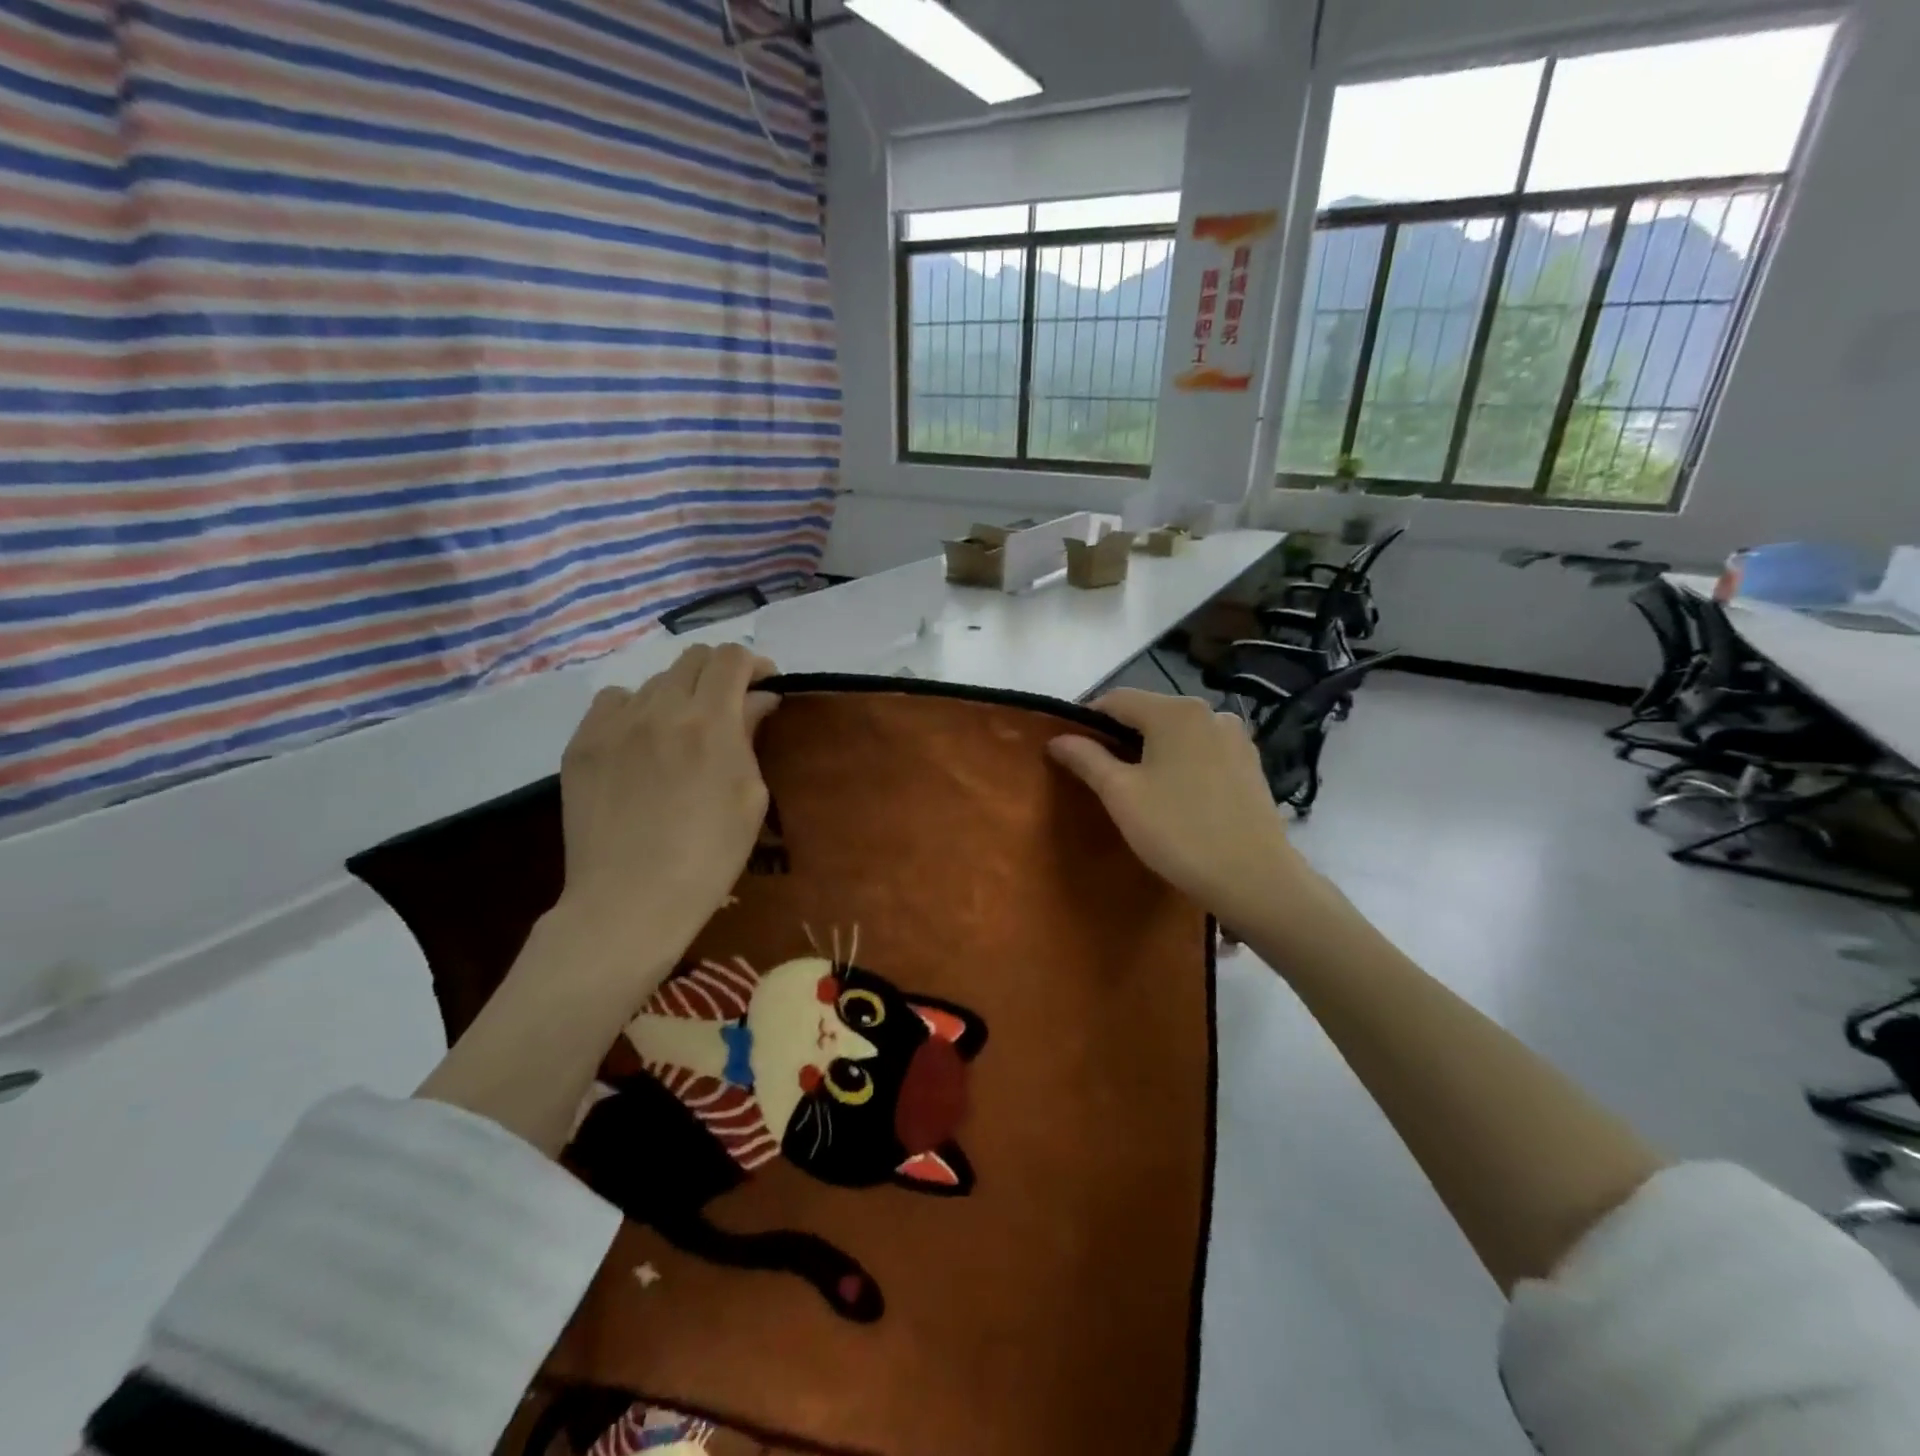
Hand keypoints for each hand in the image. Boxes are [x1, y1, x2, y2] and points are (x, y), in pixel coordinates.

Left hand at [557, 643, 779, 965]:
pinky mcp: (581, 744)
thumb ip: (751, 736)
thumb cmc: (709, 856)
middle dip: (719, 672)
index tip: (764, 683)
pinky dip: (635, 709)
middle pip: (693, 658)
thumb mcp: (750, 797)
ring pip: (654, 681)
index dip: (754, 663)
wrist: (630, 900)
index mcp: (710, 722)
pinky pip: (612, 702)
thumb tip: (758, 700)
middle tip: (729, 704)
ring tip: (682, 729)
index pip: (732, 659)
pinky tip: (640, 740)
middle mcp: (660, 709)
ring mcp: (614, 724)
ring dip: (679, 693)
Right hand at [1047, 689, 1304, 925]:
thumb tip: (1057, 738)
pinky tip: (1172, 793)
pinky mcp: (1249, 763)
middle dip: (1118, 736)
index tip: (1068, 748)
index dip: (1085, 719)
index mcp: (1175, 710)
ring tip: (1133, 785)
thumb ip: (1086, 758)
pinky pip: (1201, 750)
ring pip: (1176, 733)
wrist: (1254, 879)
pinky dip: (1179, 761)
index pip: (1115, 699)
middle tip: (1095, 771)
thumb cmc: (1178, 832)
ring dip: (1149, 749)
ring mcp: (1235, 736)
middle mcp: (1208, 711)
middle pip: (1148, 712)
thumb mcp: (1121, 794)